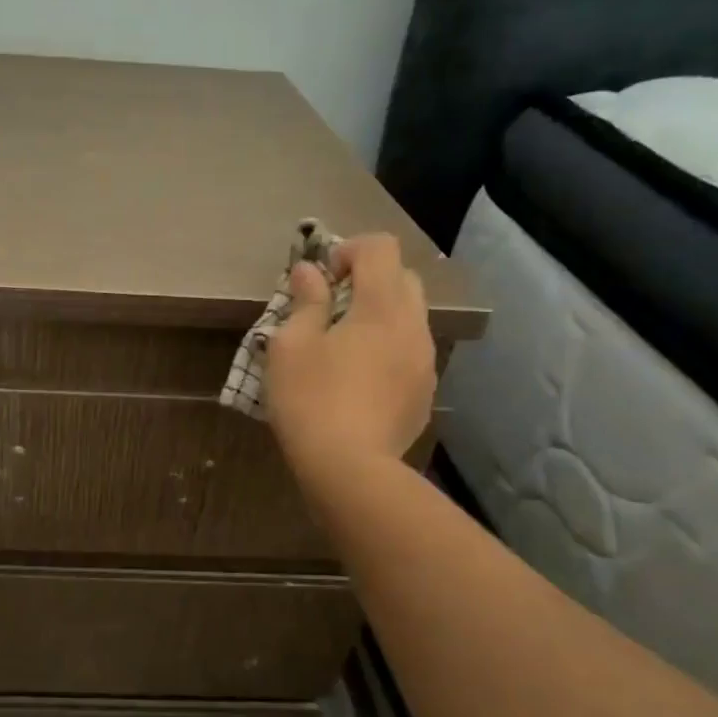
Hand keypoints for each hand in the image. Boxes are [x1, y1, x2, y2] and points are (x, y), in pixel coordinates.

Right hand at [264, 232, 436, 476]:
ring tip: (344, 348)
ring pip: (409, 318)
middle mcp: (414, 326)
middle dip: (368, 281)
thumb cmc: (311, 400)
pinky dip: (388, 350)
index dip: (349, 250)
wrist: (349, 469)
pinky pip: (410, 353)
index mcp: (382, 306)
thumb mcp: (291, 346)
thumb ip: (305, 302)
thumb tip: (310, 272)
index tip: (322, 279)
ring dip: (380, 317)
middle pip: (402, 278)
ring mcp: (425, 362)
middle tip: (332, 309)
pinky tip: (360, 382)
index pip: (380, 247)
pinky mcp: (425, 393)